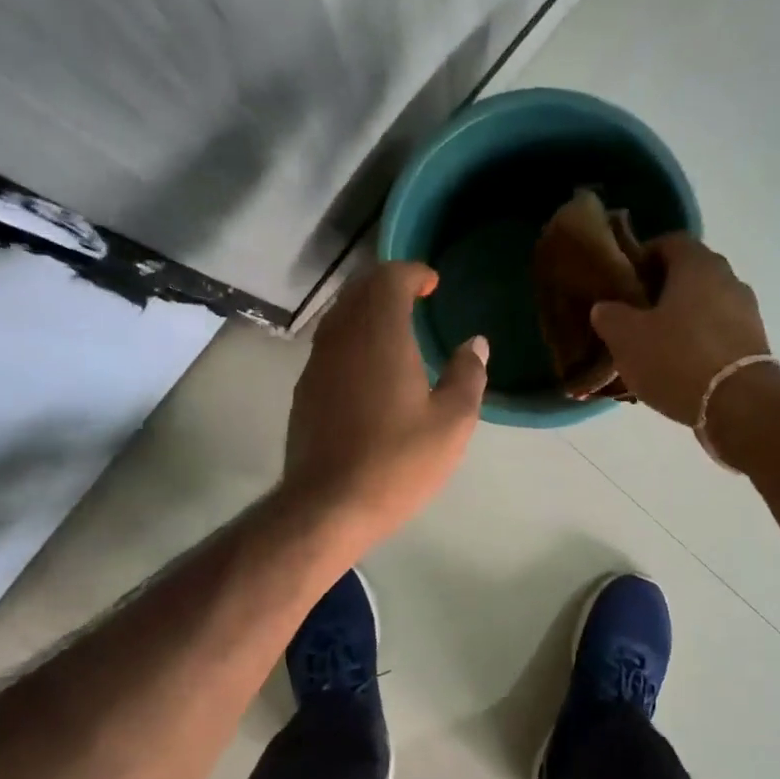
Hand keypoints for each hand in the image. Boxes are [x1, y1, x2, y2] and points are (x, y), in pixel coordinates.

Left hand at [282, 262, 487, 549]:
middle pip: (359, 291)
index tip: (432, 284)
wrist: (328, 505)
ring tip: (393, 329)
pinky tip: (367, 367)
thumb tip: (475, 344)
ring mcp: (316, 364)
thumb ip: (467, 375)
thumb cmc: (397, 462)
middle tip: (414, 298)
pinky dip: (350, 339)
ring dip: (365, 311)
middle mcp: (341, 337)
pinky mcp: (304, 392)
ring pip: (339, 317)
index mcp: (379, 334)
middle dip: (386, 285)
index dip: (412, 273)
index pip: (389, 278)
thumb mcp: (451, 423)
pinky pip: (328, 346)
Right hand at [589, 234, 770, 424]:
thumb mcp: (626, 338)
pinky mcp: (753, 343)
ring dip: (678, 319)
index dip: (642, 257)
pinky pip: (716, 333)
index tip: (622, 280)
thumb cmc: (677, 358)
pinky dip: (696, 342)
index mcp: (697, 264)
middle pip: (687, 275)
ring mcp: (746, 311)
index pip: (668, 242)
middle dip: (659, 291)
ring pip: (702, 305)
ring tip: (652, 346)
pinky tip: (676, 367)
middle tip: (632, 316)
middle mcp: (728, 278)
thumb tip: (605, 307)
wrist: (737, 404)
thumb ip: (610, 316)